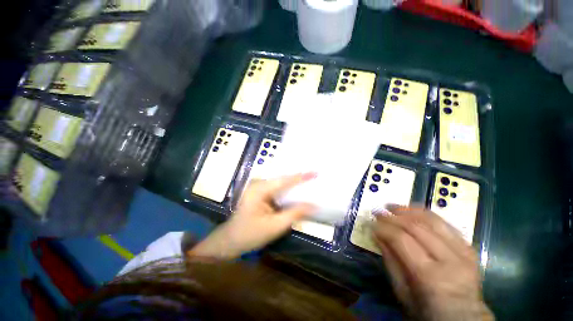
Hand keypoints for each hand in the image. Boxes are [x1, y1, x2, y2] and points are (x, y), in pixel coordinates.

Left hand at [187, 173, 315, 259]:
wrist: (229, 241)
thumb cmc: (250, 234)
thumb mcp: (274, 226)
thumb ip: (294, 214)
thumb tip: (313, 205)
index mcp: (259, 189)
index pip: (284, 180)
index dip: (301, 176)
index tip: (315, 172)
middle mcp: (258, 184)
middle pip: (282, 179)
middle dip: (299, 178)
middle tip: (315, 176)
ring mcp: (258, 187)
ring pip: (280, 183)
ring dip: (294, 184)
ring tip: (309, 182)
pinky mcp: (260, 193)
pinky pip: (277, 189)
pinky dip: (287, 190)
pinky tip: (297, 191)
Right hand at [372, 206, 493, 320]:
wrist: (464, 318)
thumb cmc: (427, 311)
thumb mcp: (402, 292)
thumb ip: (390, 260)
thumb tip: (376, 234)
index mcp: (430, 276)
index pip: (402, 240)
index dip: (384, 228)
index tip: (371, 223)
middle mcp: (450, 260)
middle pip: (416, 227)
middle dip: (393, 216)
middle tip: (378, 212)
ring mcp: (463, 253)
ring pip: (433, 220)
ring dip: (409, 210)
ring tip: (393, 207)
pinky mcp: (469, 248)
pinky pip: (446, 224)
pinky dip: (426, 215)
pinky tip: (413, 212)